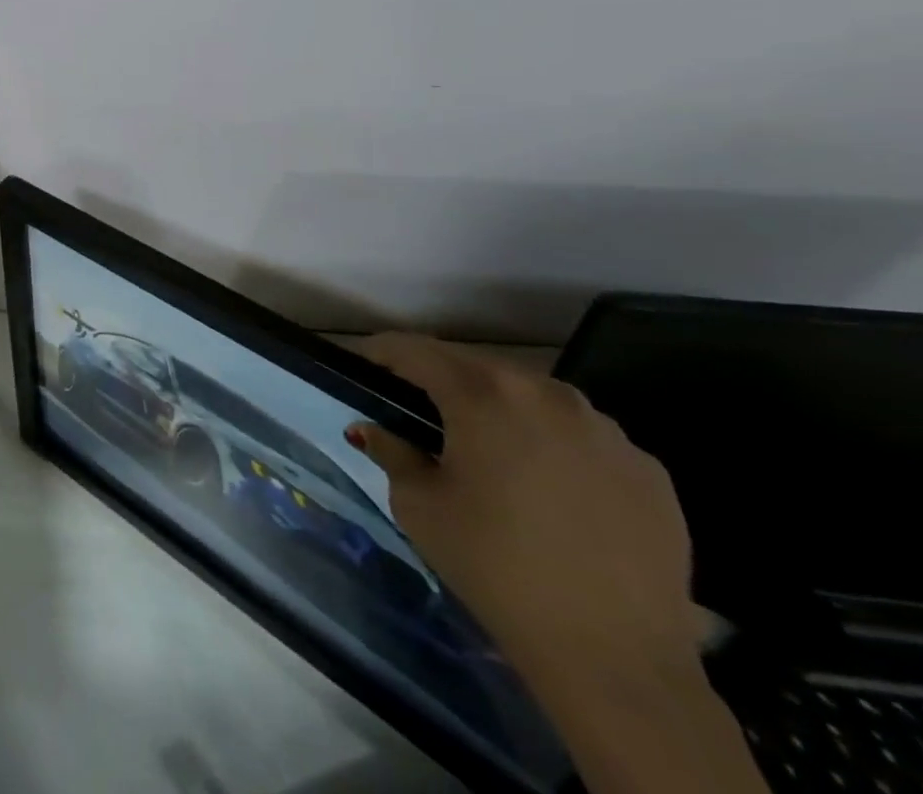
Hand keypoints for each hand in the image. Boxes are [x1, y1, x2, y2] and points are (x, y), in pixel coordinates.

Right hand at [348, 334, 699, 686]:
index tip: (362, 368)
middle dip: (442, 382)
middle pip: (476, 368)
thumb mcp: (419, 506)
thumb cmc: (496, 569)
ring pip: (533, 398)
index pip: (415, 350)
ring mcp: (606, 429)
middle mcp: (546, 393)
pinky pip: (583, 438)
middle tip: (419, 415)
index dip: (381, 354)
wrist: (618, 661)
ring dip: (501, 411)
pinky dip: (554, 447)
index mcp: (483, 394)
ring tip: (489, 454)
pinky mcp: (649, 470)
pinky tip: (549, 493)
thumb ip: (391, 451)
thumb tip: (374, 429)